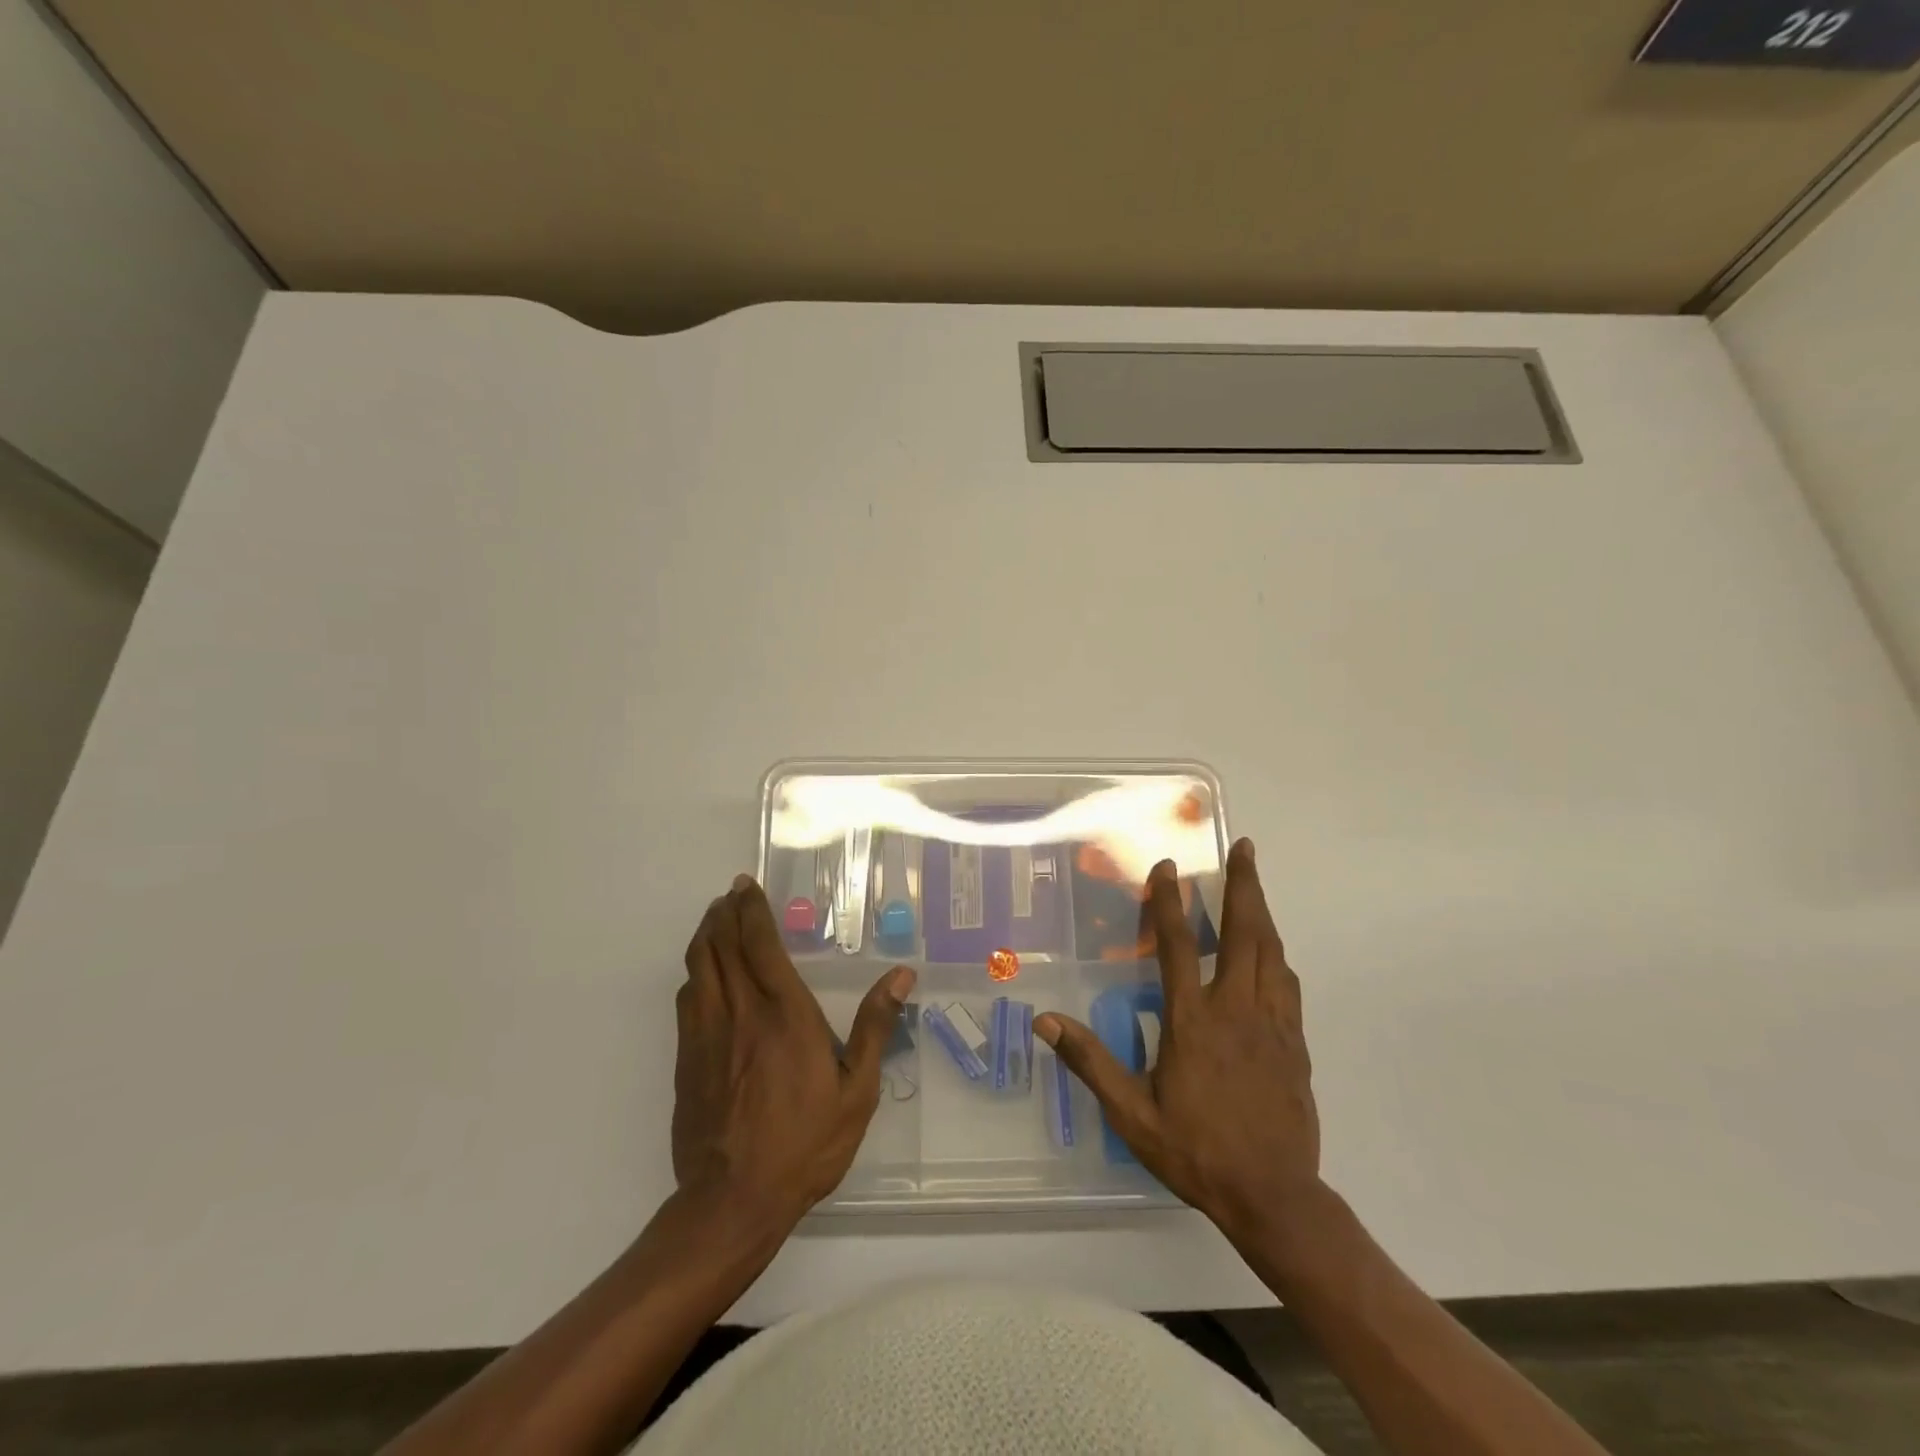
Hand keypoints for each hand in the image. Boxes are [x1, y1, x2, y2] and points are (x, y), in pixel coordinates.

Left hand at [673, 875, 913, 1225]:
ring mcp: (705, 1034)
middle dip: (724, 913)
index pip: (758, 943)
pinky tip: (703, 974)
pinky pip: (686, 999)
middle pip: (720, 945)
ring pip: (697, 967)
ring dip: (705, 936)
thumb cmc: (805, 1142)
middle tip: (731, 895)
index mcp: (783, 1012)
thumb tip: (901, 976)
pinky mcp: (685, 1059)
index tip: (747, 886)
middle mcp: (739, 1011)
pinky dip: (695, 973)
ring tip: (715, 921)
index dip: (750, 909)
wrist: (733, 1200)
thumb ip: (874, 1027)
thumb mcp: (856, 1090)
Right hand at [1036, 839, 1320, 1242]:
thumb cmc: (1196, 1150)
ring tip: (1255, 883)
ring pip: (1272, 953)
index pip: (1181, 947)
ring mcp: (1272, 1024)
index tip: (1167, 868)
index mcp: (1194, 1021)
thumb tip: (1046, 1022)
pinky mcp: (1295, 1043)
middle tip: (1244, 848)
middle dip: (1243, 886)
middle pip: (1244, 934)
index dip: (1171, 903)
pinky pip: (1288, 984)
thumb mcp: (1132, 1113)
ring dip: (1262, 912)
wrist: (1274, 1196)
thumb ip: (1090, 1063)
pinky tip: (1273, 952)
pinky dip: (1277, 956)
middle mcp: (1237, 1010)